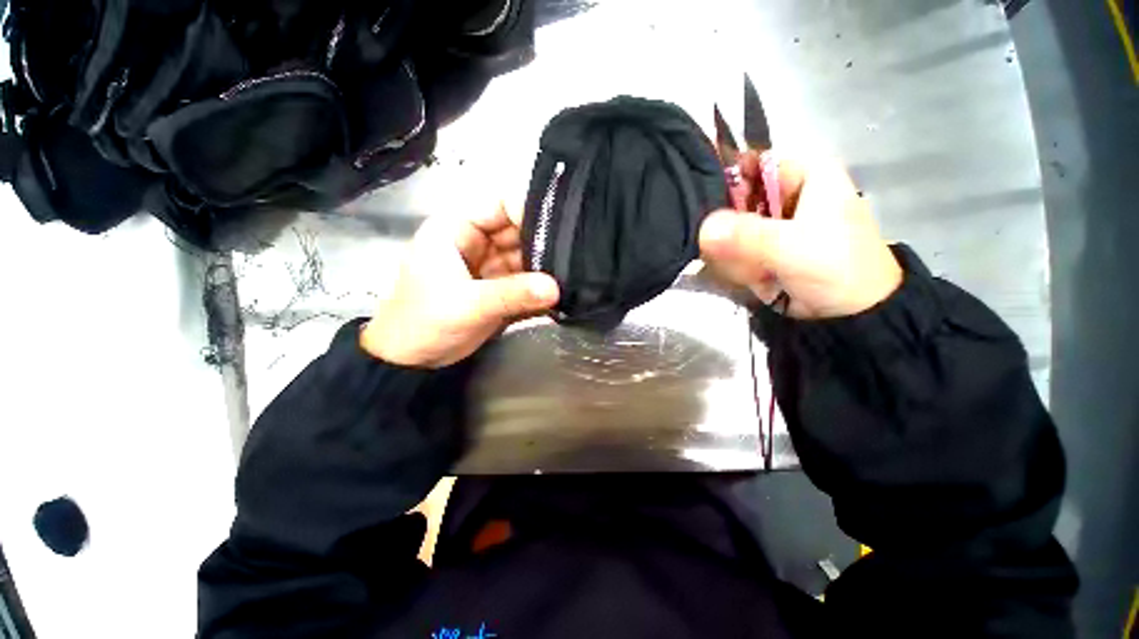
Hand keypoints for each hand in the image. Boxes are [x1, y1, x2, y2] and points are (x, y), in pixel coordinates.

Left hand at [361, 205, 559, 367]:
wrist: (412, 359)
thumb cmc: (425, 321)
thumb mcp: (468, 304)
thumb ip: (512, 294)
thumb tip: (555, 287)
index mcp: (458, 229)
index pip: (501, 205)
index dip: (529, 212)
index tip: (560, 229)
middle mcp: (477, 242)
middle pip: (518, 231)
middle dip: (543, 243)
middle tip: (575, 256)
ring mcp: (489, 266)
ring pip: (524, 257)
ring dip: (544, 267)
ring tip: (572, 274)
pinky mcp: (498, 287)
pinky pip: (524, 280)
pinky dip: (539, 286)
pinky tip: (560, 291)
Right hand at [699, 154, 901, 318]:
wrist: (852, 313)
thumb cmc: (836, 267)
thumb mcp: (792, 247)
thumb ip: (746, 235)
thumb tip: (703, 228)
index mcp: (805, 175)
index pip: (751, 162)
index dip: (725, 179)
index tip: (705, 205)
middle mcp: (785, 195)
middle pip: (735, 199)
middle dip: (729, 229)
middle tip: (732, 250)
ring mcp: (772, 224)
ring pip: (730, 229)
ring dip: (736, 253)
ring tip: (755, 270)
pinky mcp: (764, 248)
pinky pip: (735, 250)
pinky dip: (738, 265)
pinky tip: (754, 277)